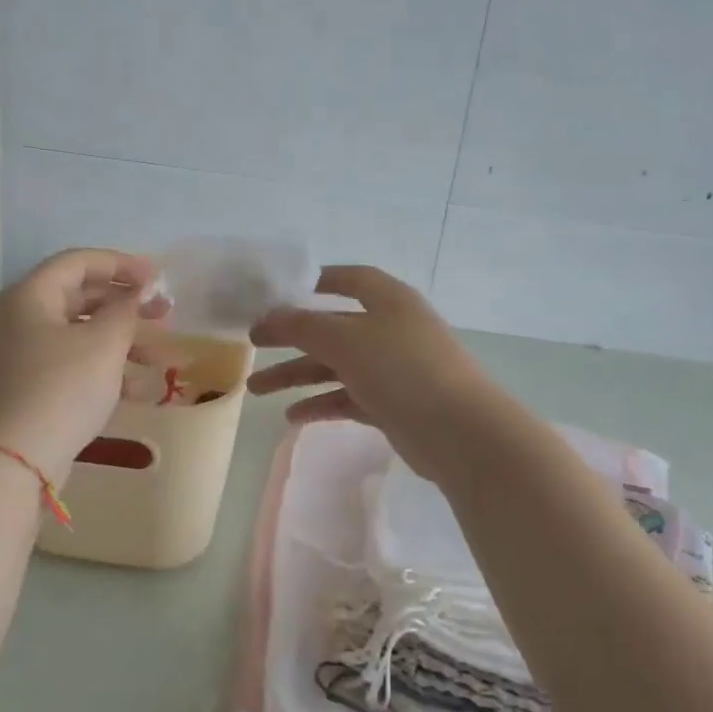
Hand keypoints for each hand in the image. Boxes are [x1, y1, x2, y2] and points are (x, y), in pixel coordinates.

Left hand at [0, 249, 168, 483]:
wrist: (14, 461)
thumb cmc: (62, 389)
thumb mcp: (104, 344)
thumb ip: (126, 311)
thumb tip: (137, 293)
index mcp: (30, 296)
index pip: (79, 262)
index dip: (121, 264)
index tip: (158, 278)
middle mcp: (19, 320)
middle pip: (80, 298)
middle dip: (126, 306)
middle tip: (164, 314)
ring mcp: (20, 356)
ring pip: (80, 336)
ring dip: (122, 342)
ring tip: (160, 358)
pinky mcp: (28, 388)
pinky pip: (71, 366)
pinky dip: (104, 370)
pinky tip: (138, 390)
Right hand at [246, 265, 502, 479]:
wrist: (460, 432)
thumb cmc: (402, 370)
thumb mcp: (345, 340)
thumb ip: (302, 326)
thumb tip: (268, 315)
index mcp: (389, 301)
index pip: (350, 279)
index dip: (317, 281)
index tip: (281, 292)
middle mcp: (392, 329)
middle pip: (333, 327)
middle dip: (292, 337)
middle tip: (252, 344)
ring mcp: (394, 369)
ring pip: (336, 366)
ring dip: (297, 375)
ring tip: (256, 390)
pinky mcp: (394, 405)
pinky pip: (349, 397)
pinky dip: (321, 404)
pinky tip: (293, 417)